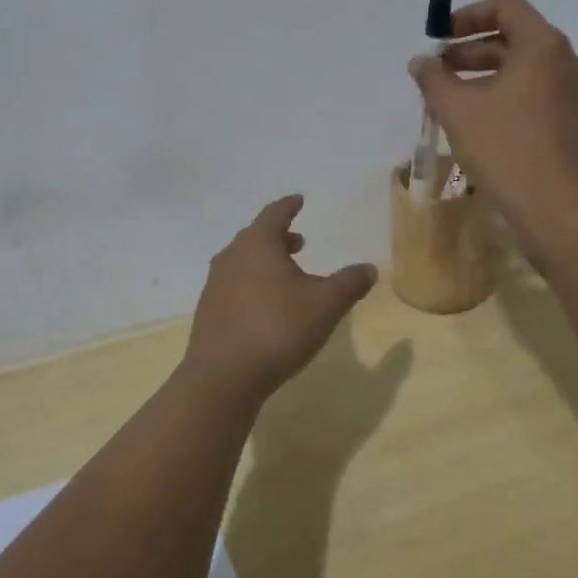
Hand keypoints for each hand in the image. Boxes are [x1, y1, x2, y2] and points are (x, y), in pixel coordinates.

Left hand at [180, 195, 377, 400]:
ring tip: (286, 274)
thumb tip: (369, 268)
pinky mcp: (208, 311)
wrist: (223, 377)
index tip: (299, 200)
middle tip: (299, 241)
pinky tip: (266, 305)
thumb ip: (349, 283)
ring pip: (243, 261)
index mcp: (257, 244)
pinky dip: (252, 283)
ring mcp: (215, 284)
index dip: (289, 206)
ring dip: (265, 261)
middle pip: (256, 236)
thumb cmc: (277, 330)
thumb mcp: (325, 306)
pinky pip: (234, 284)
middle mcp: (231, 257)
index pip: (274, 214)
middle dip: (279, 236)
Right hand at [408, 0, 577, 256]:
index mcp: (543, 46)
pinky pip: (533, 94)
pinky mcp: (572, 123)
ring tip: (450, 99)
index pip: (506, 6)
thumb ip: (433, 79)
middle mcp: (565, 62)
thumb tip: (421, 61)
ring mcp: (573, 94)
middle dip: (470, 49)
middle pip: (514, 37)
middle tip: (437, 72)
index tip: (439, 39)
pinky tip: (477, 123)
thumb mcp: (457, 110)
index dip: (467, 16)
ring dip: (484, 75)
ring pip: (523, 69)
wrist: (559, 211)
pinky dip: (503, 96)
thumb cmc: (506, 149)